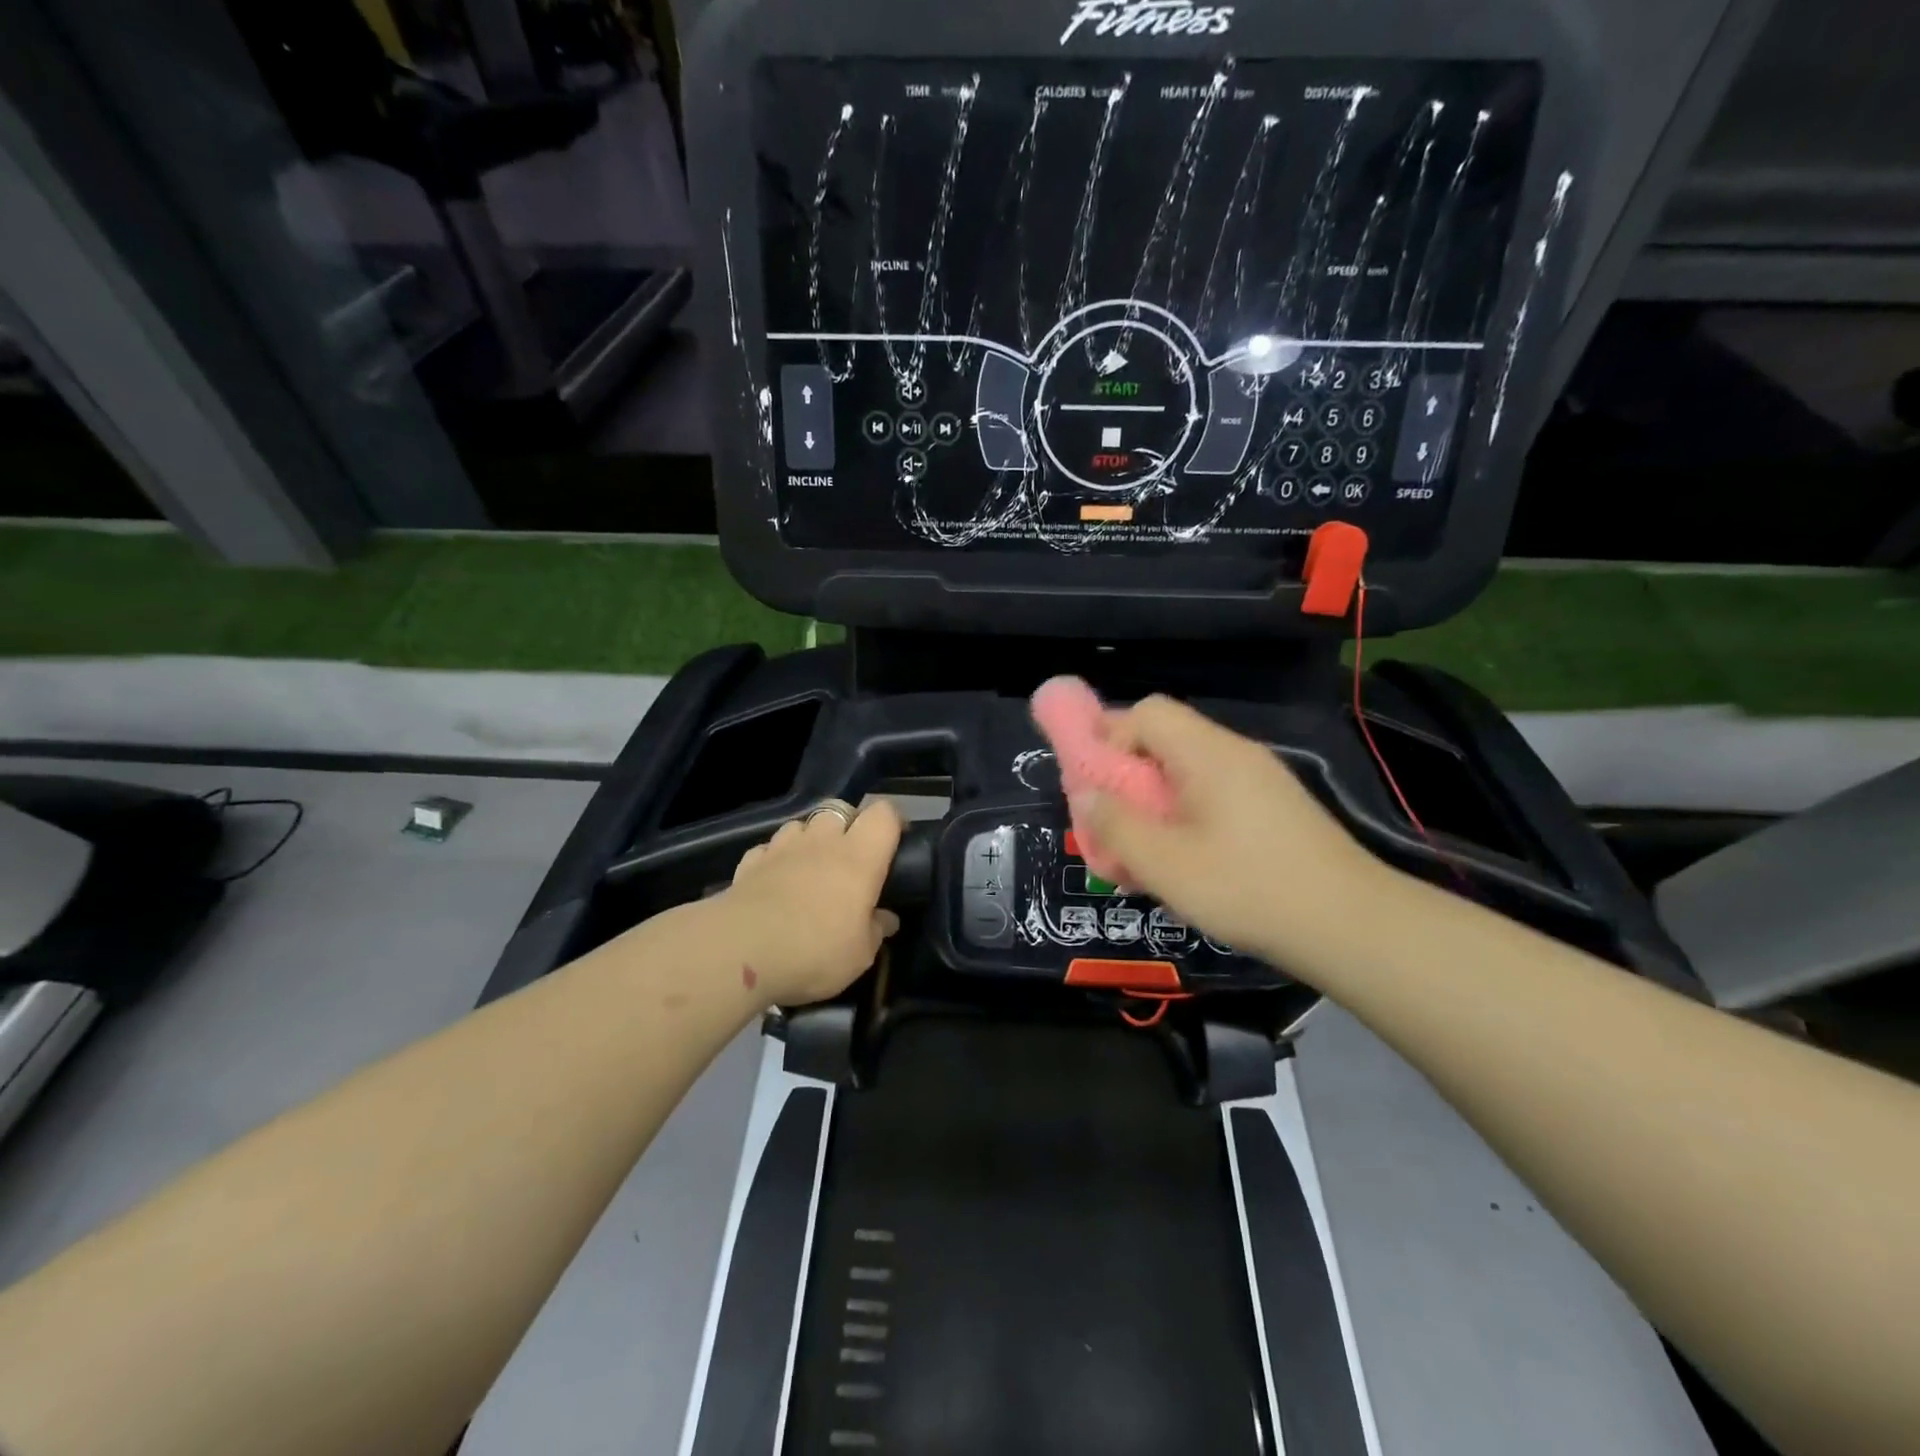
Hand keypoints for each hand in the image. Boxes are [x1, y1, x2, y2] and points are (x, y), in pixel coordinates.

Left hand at [717, 798, 902, 1006]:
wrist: (740, 950)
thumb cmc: (815, 950)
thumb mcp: (860, 954)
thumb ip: (876, 930)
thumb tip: (887, 919)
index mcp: (859, 856)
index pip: (883, 813)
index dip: (892, 822)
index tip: (896, 842)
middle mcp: (823, 841)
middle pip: (841, 809)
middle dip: (848, 825)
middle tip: (851, 857)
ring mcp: (782, 847)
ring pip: (802, 824)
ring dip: (810, 838)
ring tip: (810, 866)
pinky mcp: (749, 861)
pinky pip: (769, 848)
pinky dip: (775, 858)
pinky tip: (775, 880)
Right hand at [1071, 696, 1388, 971]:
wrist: (1352, 926)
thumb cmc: (1249, 888)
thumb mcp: (1165, 863)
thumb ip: (1116, 825)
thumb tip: (1087, 795)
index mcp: (1208, 753)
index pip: (1146, 712)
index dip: (1111, 738)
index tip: (1098, 787)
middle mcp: (1236, 754)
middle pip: (1165, 740)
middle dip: (1127, 777)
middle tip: (1113, 825)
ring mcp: (1260, 781)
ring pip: (1187, 773)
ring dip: (1154, 804)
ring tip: (1144, 853)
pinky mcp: (1275, 809)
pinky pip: (1213, 796)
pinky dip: (1185, 818)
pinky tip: (1186, 865)